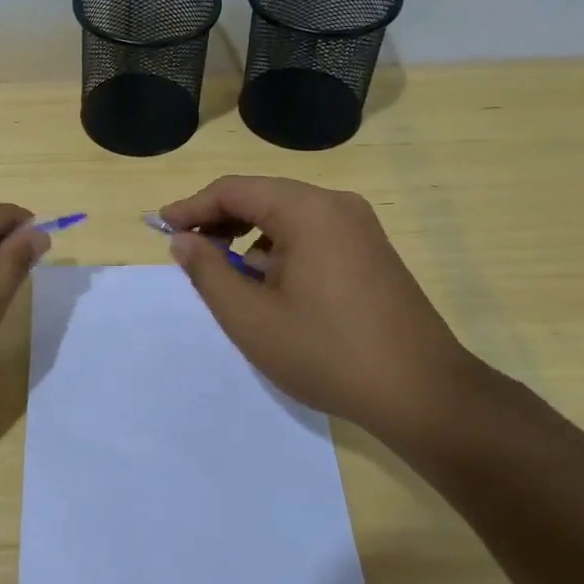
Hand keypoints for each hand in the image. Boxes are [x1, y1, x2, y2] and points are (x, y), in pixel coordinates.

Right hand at [157, 175, 492, 437]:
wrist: (422, 393)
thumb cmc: (326, 352)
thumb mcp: (250, 317)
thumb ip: (207, 272)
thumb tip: (183, 240)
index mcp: (307, 210)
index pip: (233, 190)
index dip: (192, 207)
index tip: (161, 228)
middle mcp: (336, 205)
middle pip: (261, 197)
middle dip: (219, 221)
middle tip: (188, 251)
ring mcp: (360, 227)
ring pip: (287, 217)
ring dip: (249, 237)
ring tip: (226, 275)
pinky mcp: (372, 252)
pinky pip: (312, 235)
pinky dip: (279, 249)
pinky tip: (271, 286)